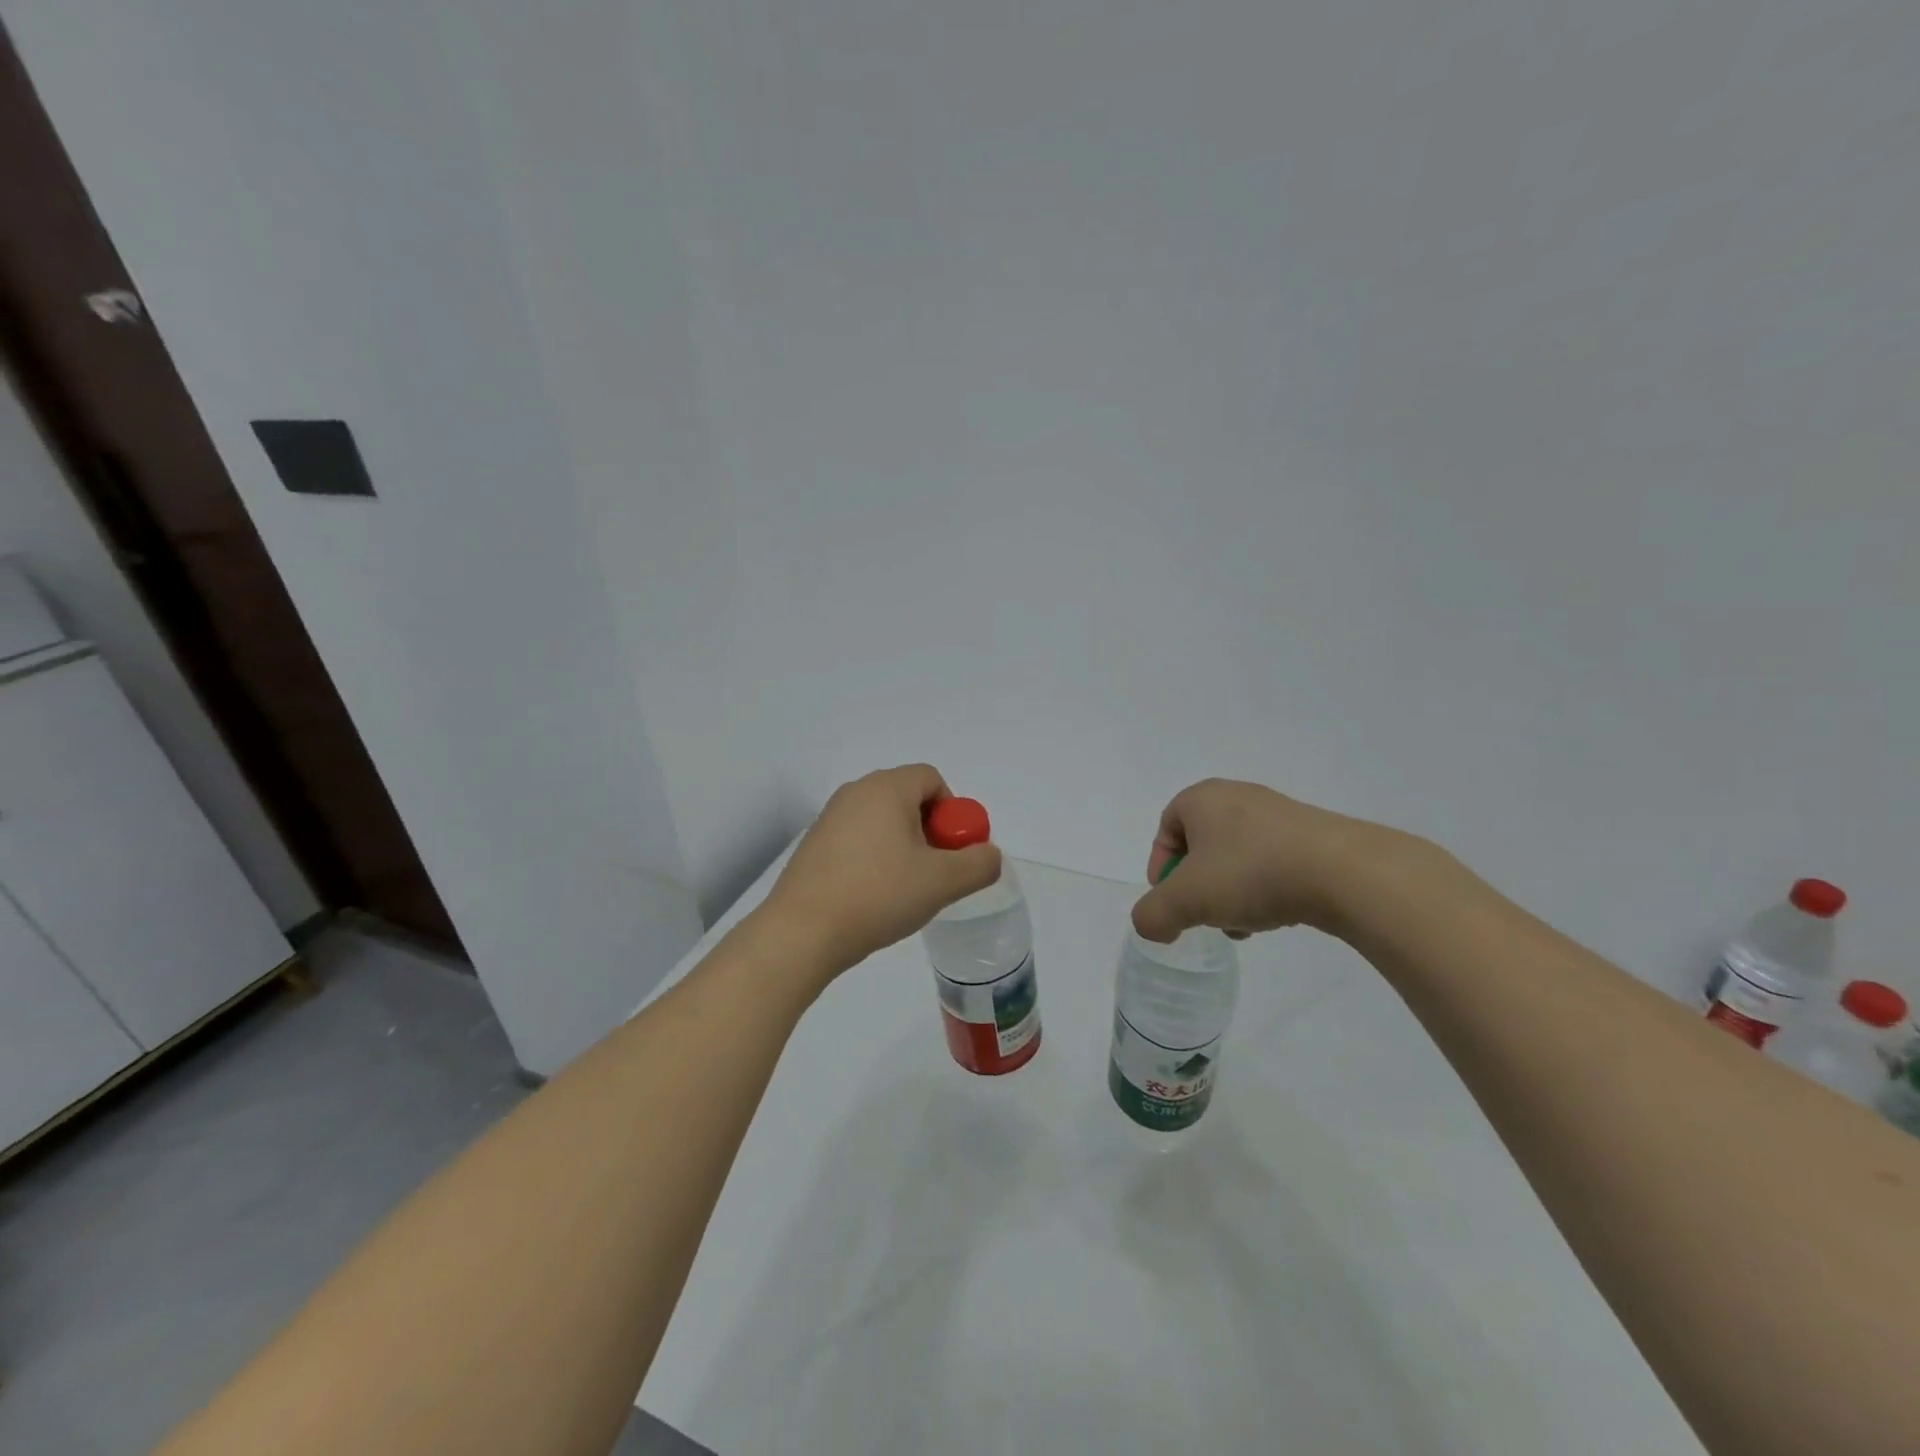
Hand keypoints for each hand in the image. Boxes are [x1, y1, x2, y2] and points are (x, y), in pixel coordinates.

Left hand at [762, 764, 1002, 975]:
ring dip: (902, 847)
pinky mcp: (813, 844)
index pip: (932, 779)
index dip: (952, 812)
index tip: (952, 851)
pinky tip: (873, 896)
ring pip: (882, 821)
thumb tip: (988, 855)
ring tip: (904, 889)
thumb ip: (979, 864)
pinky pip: (857, 839)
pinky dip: (874, 858)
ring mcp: (829, 817)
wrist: (803, 931)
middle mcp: (855, 792)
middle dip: (929, 831)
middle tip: (934, 872)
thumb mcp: (942, 882)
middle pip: (907, 798)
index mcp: (886, 788)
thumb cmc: (878, 895)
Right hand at [1130, 779, 1397, 942]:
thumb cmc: (1251, 873)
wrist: (1344, 872)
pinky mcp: (1313, 835)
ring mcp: (1279, 814)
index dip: (1161, 868)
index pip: (1166, 829)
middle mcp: (1238, 797)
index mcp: (1202, 798)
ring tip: (1244, 924)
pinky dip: (1265, 888)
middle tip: (1204, 916)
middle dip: (1198, 886)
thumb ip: (1152, 915)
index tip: (1172, 902)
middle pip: (1202, 846)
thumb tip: (1151, 925)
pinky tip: (1277, 915)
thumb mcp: (1185, 900)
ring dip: (1231, 892)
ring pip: (1237, 857)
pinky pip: (1272, 861)